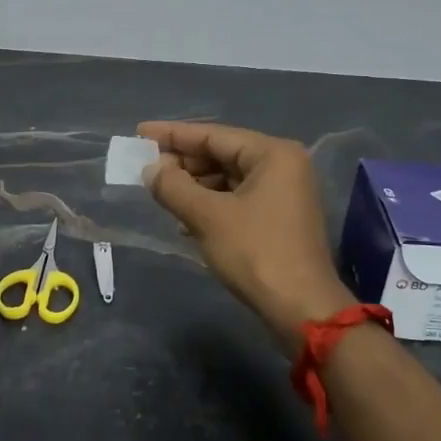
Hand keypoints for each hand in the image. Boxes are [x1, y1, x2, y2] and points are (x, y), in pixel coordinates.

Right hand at [139, 121, 355, 350]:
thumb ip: (173, 187)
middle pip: (222, 154)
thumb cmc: (255, 252)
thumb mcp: (207, 217)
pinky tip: (185, 220)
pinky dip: (210, 205)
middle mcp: (283, 165)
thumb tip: (150, 169)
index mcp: (272, 154)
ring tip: (161, 195)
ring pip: (228, 178)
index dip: (173, 135)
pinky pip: (237, 199)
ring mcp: (284, 193)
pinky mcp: (279, 218)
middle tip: (146, 168)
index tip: (140, 132)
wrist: (301, 307)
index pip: (213, 135)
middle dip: (183, 163)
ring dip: (194, 187)